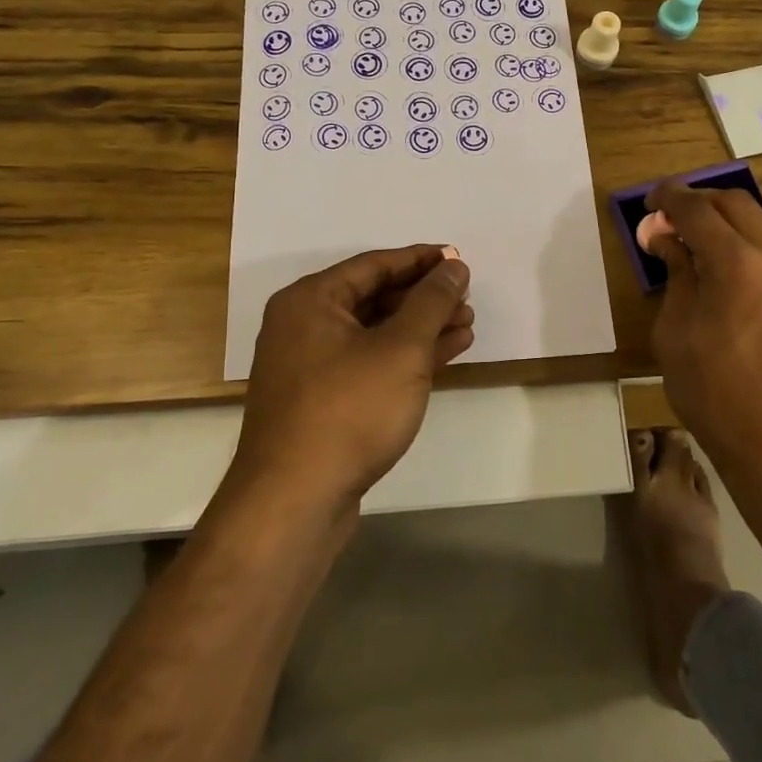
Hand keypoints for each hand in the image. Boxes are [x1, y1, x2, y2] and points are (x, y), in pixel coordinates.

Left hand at [233, 245, 474, 510]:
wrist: (295, 501)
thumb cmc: (349, 410)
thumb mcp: (401, 349)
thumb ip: (431, 301)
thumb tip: (453, 266)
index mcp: (310, 300)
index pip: (374, 264)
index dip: (421, 260)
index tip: (459, 260)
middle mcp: (303, 325)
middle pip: (374, 296)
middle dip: (424, 297)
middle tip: (467, 298)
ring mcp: (310, 366)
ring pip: (375, 332)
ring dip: (421, 328)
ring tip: (467, 324)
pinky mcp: (322, 401)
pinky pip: (369, 363)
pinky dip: (405, 357)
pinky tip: (445, 354)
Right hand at [647, 186, 761, 473]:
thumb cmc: (715, 396)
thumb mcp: (675, 334)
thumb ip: (676, 275)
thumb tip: (666, 237)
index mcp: (735, 266)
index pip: (696, 210)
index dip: (669, 198)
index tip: (652, 201)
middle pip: (734, 202)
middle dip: (698, 203)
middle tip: (675, 221)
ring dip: (746, 212)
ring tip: (726, 237)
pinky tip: (760, 261)